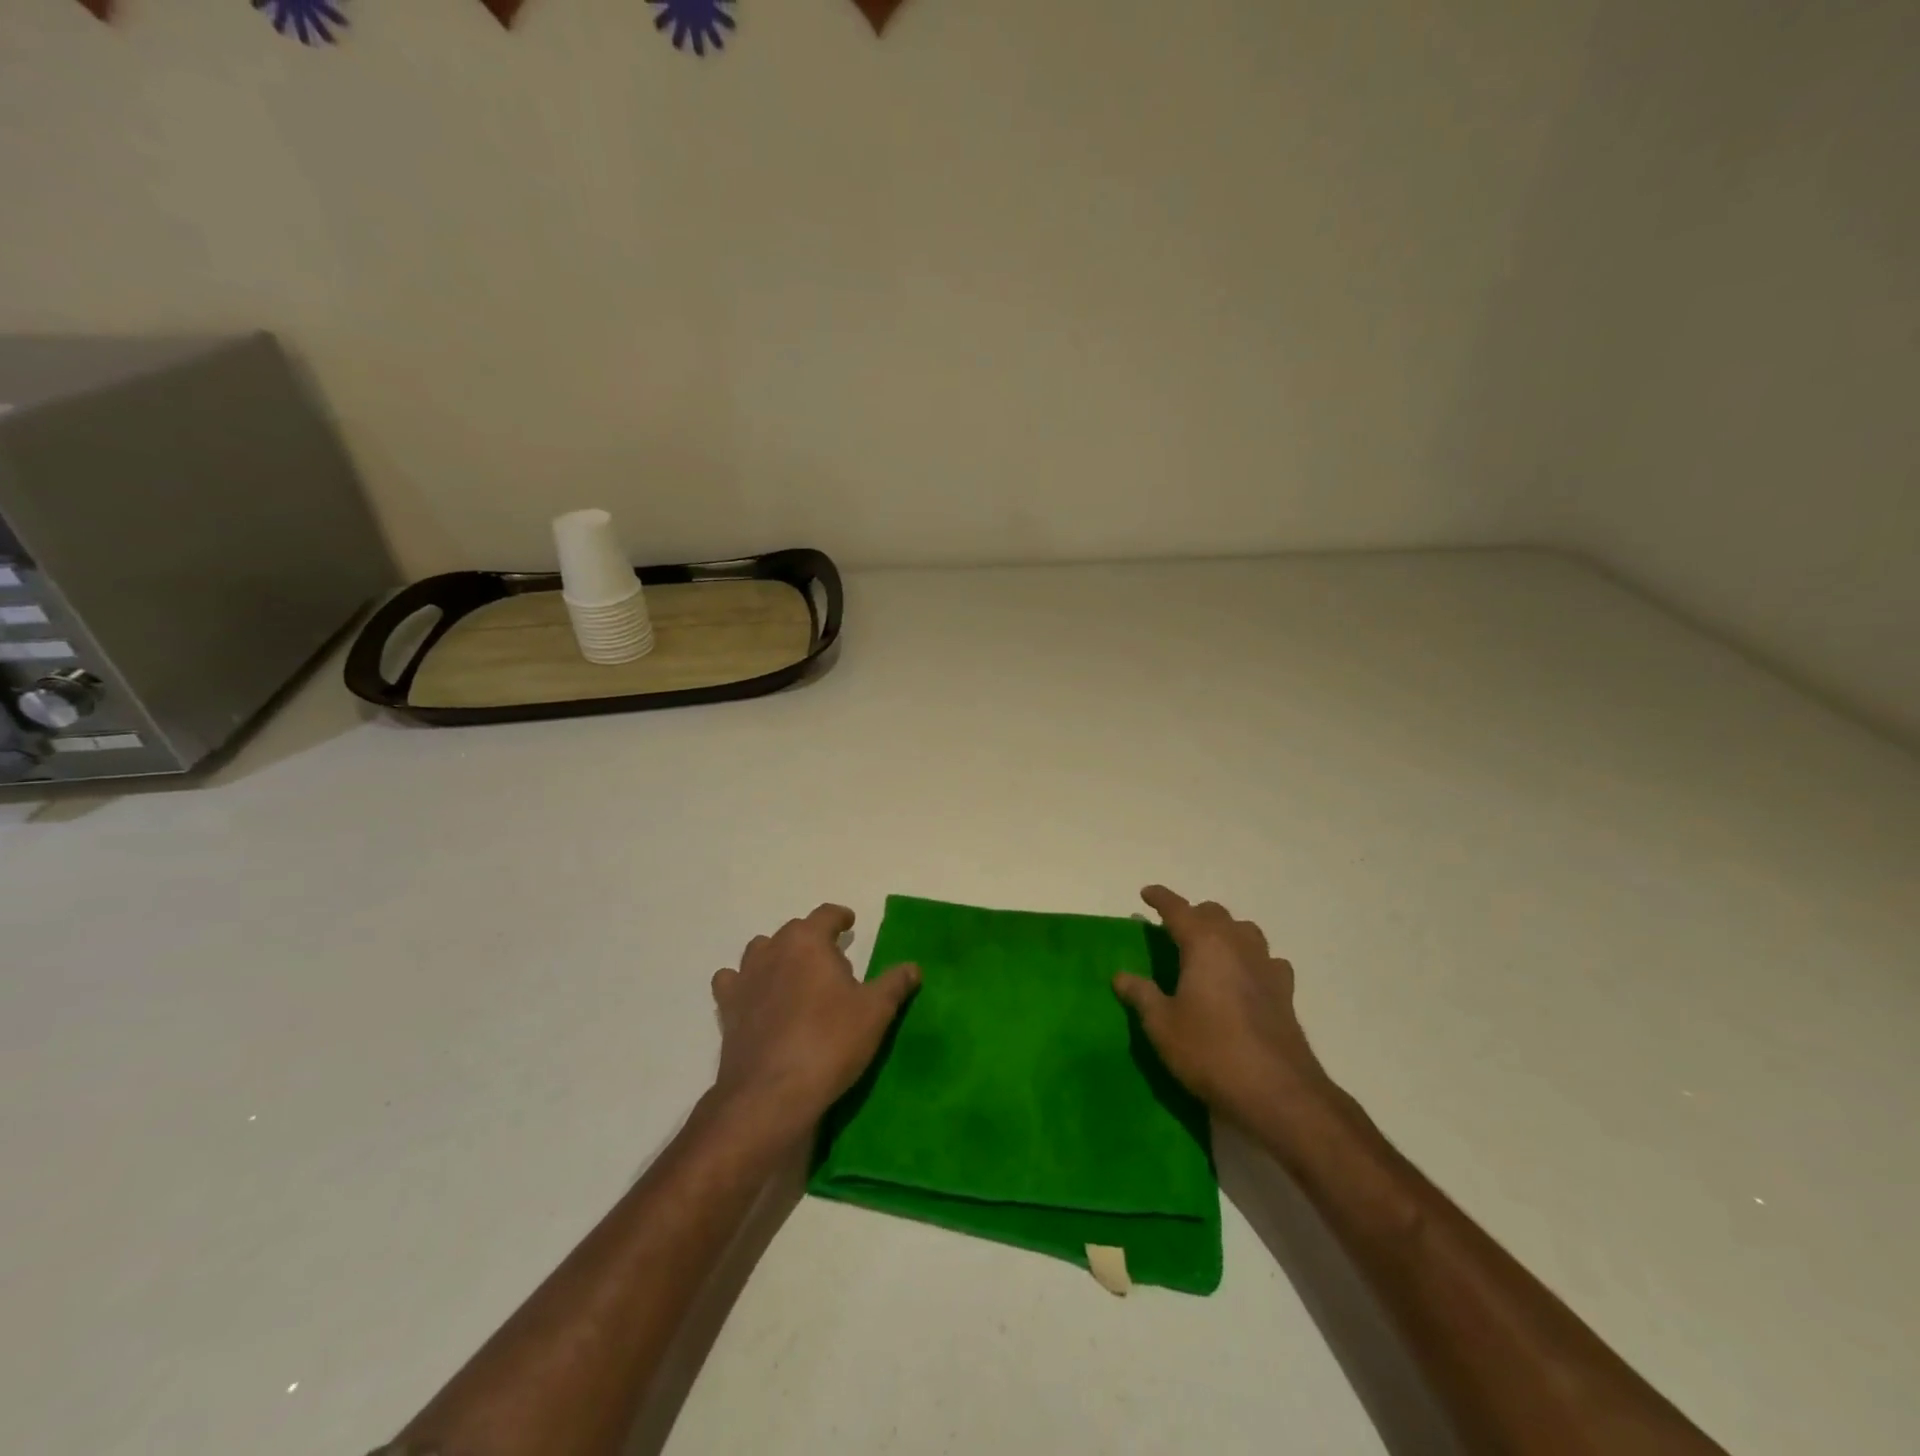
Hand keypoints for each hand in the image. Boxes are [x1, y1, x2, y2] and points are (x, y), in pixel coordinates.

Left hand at [709, 904, 919, 1137]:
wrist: (771, 1094)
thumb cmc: (830, 1042)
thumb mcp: (875, 1012)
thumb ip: (894, 984)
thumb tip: (913, 967)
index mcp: (808, 941)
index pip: (825, 915)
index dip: (839, 917)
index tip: (849, 923)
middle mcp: (772, 950)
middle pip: (794, 931)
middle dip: (813, 940)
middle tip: (833, 963)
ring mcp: (744, 979)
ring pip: (760, 951)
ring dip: (778, 956)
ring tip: (795, 977)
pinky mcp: (727, 1010)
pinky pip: (732, 983)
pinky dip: (743, 984)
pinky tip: (757, 999)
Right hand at [1114, 886, 1330, 1129]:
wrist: (1277, 1092)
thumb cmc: (1210, 1051)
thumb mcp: (1162, 1025)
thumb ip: (1141, 995)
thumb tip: (1121, 975)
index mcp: (1204, 944)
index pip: (1178, 910)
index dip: (1161, 899)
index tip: (1146, 893)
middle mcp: (1237, 945)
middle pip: (1214, 914)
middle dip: (1193, 915)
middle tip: (1173, 930)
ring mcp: (1266, 967)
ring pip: (1245, 931)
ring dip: (1225, 931)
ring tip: (1209, 949)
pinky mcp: (1285, 992)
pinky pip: (1267, 960)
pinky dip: (1252, 959)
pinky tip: (1246, 978)